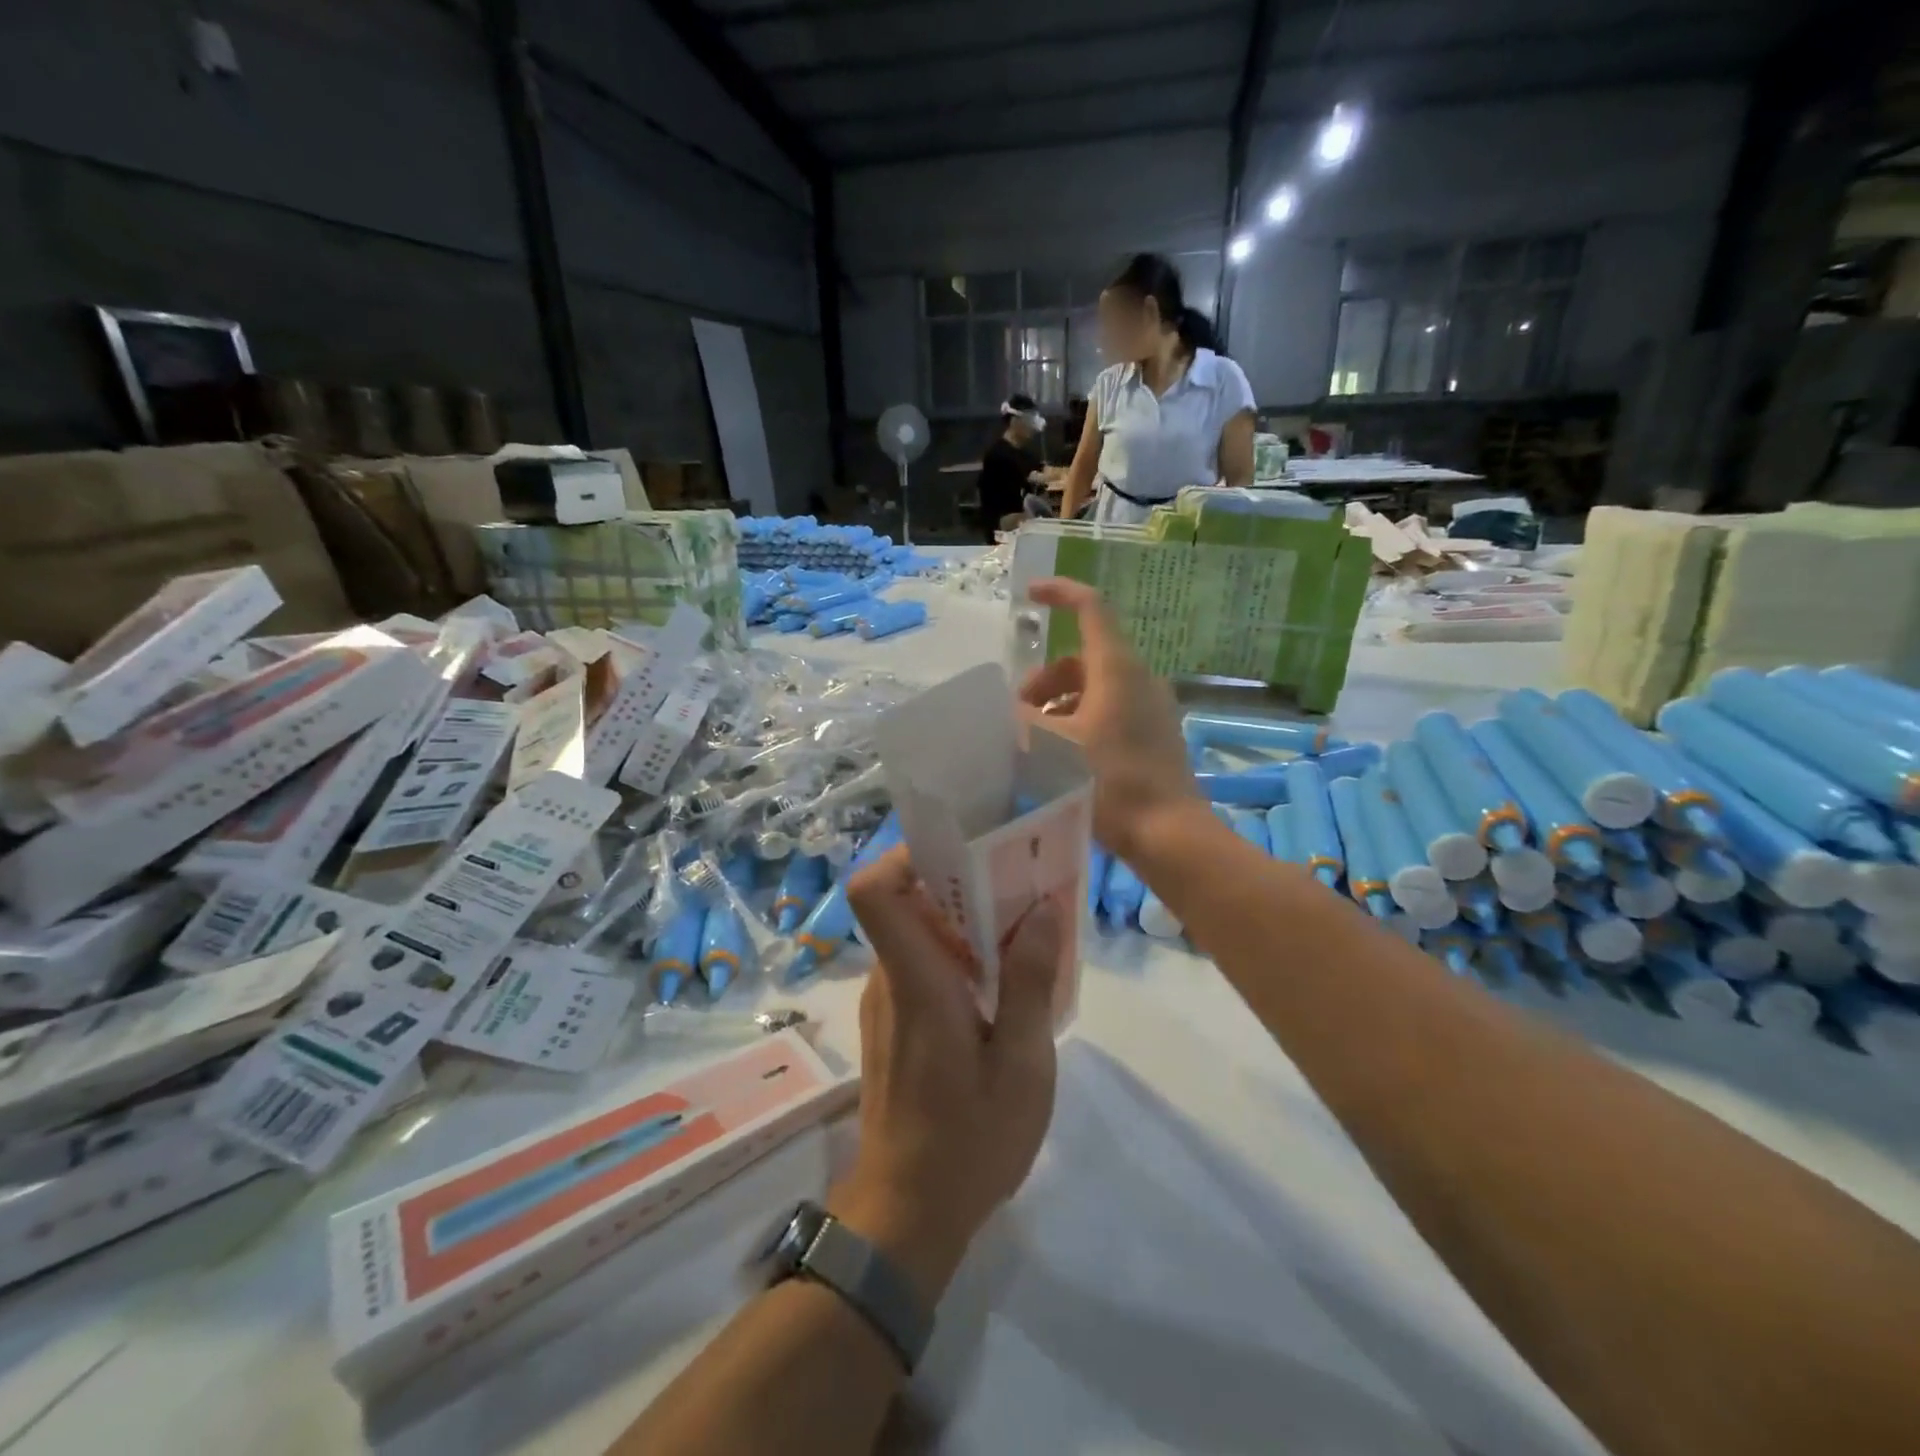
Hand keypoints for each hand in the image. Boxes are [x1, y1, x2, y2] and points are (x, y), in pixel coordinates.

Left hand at [834, 847, 1061, 1303]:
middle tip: (1021, 884)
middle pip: (907, 902)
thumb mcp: (1022, 1065)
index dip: (907, 855)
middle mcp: (890, 978)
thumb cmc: (969, 1140)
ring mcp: (887, 1002)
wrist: (909, 1214)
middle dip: (961, 883)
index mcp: (915, 979)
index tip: (964, 851)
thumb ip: (1032, 982)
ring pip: (919, 934)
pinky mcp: (895, 1024)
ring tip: (1024, 932)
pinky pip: (922, 966)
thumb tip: (1043, 907)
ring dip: (966, 923)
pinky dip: (959, 958)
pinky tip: (1004, 986)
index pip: (873, 891)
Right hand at [1019, 578, 1195, 859]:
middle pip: (1084, 658)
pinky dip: (1081, 720)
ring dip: (1060, 703)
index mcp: (1117, 669)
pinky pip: (1111, 711)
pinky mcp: (1155, 735)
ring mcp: (1151, 708)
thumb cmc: (1109, 783)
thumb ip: (1024, 722)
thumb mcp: (1053, 750)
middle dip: (1045, 678)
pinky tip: (1063, 756)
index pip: (1091, 608)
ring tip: (1035, 740)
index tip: (1029, 596)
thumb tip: (1011, 712)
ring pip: (1096, 688)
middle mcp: (1139, 679)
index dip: (1060, 593)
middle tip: (1018, 712)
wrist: (1169, 834)